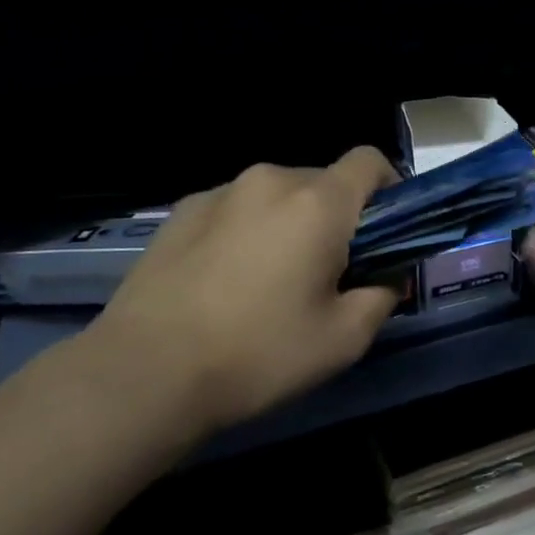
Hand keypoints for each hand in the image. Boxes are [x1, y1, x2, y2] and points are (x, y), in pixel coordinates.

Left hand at [83, 148, 400, 431]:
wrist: (144, 373)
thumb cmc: (258, 354)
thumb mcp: (344, 339)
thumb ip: (383, 295)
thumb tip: (387, 276)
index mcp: (318, 203)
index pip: (370, 161)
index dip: (389, 189)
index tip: (385, 233)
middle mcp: (271, 180)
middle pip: (324, 181)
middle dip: (338, 217)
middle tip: (328, 273)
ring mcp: (220, 192)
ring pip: (278, 195)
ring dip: (290, 223)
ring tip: (271, 280)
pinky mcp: (182, 210)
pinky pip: (236, 208)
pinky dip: (248, 230)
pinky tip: (226, 280)